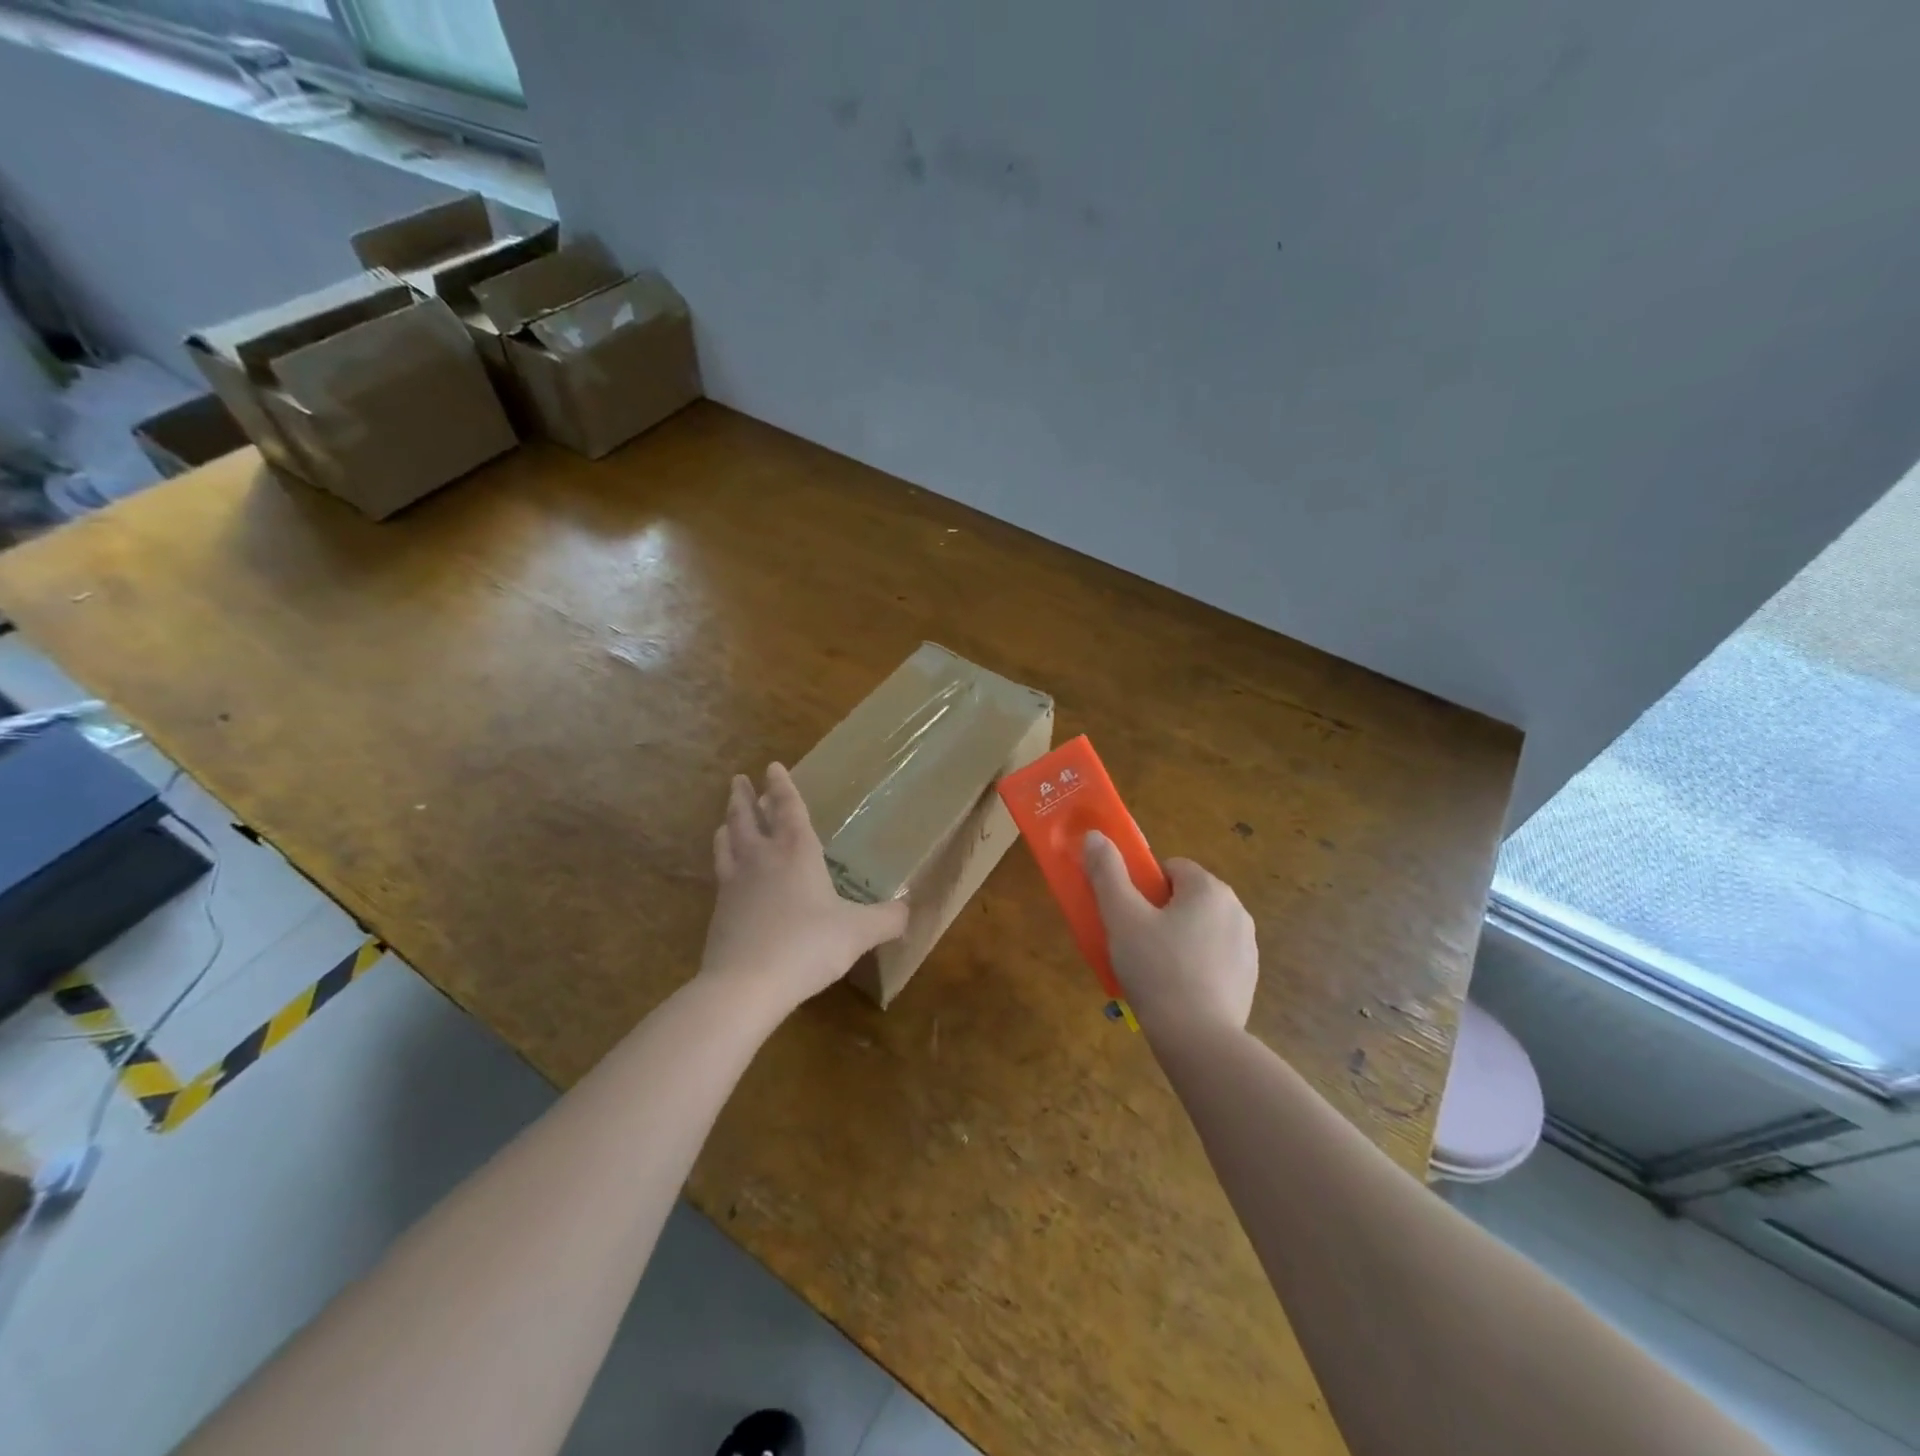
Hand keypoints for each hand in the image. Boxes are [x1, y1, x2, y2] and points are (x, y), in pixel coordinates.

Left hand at [700, 763, 909, 1014]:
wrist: (745, 984)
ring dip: (728, 822)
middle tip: (739, 780)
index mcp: (796, 851)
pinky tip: (725, 868)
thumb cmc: (807, 946)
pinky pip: (720, 871)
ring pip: (728, 841)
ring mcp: (735, 882)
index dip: (781, 786)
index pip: (788, 808)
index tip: (772, 766)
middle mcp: (762, 858)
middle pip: (747, 817)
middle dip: (744, 797)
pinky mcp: (719, 909)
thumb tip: (909, 910)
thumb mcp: (858, 933)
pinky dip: (722, 857)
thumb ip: (887, 919)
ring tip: (727, 817)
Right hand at [1083, 831, 1257, 1036]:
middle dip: (1161, 913)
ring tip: (1154, 971)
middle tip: (1136, 943)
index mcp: (1208, 888)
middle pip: (1187, 897)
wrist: (1198, 1039)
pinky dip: (1196, 964)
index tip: (1130, 916)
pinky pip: (1214, 957)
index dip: (1145, 887)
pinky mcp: (1249, 977)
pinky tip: (1177, 990)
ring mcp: (1247, 945)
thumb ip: (1107, 873)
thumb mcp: (1122, 918)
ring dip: (1179, 938)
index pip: (1171, 868)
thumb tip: (1094, 835)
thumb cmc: (1156, 969)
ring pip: (1201, 927)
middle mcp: (1236, 909)